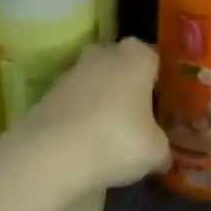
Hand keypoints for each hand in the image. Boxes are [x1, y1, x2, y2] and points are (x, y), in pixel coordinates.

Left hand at [6, 38, 167, 190]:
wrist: (51, 156)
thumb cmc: (116, 141)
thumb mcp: (154, 152)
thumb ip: (162, 148)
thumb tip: (163, 156)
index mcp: (137, 57)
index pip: (154, 58)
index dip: (159, 79)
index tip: (162, 102)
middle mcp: (105, 54)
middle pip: (122, 64)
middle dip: (128, 85)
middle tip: (138, 116)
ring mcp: (72, 71)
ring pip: (95, 81)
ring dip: (101, 100)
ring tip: (109, 134)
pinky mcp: (47, 93)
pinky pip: (73, 101)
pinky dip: (79, 116)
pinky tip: (84, 142)